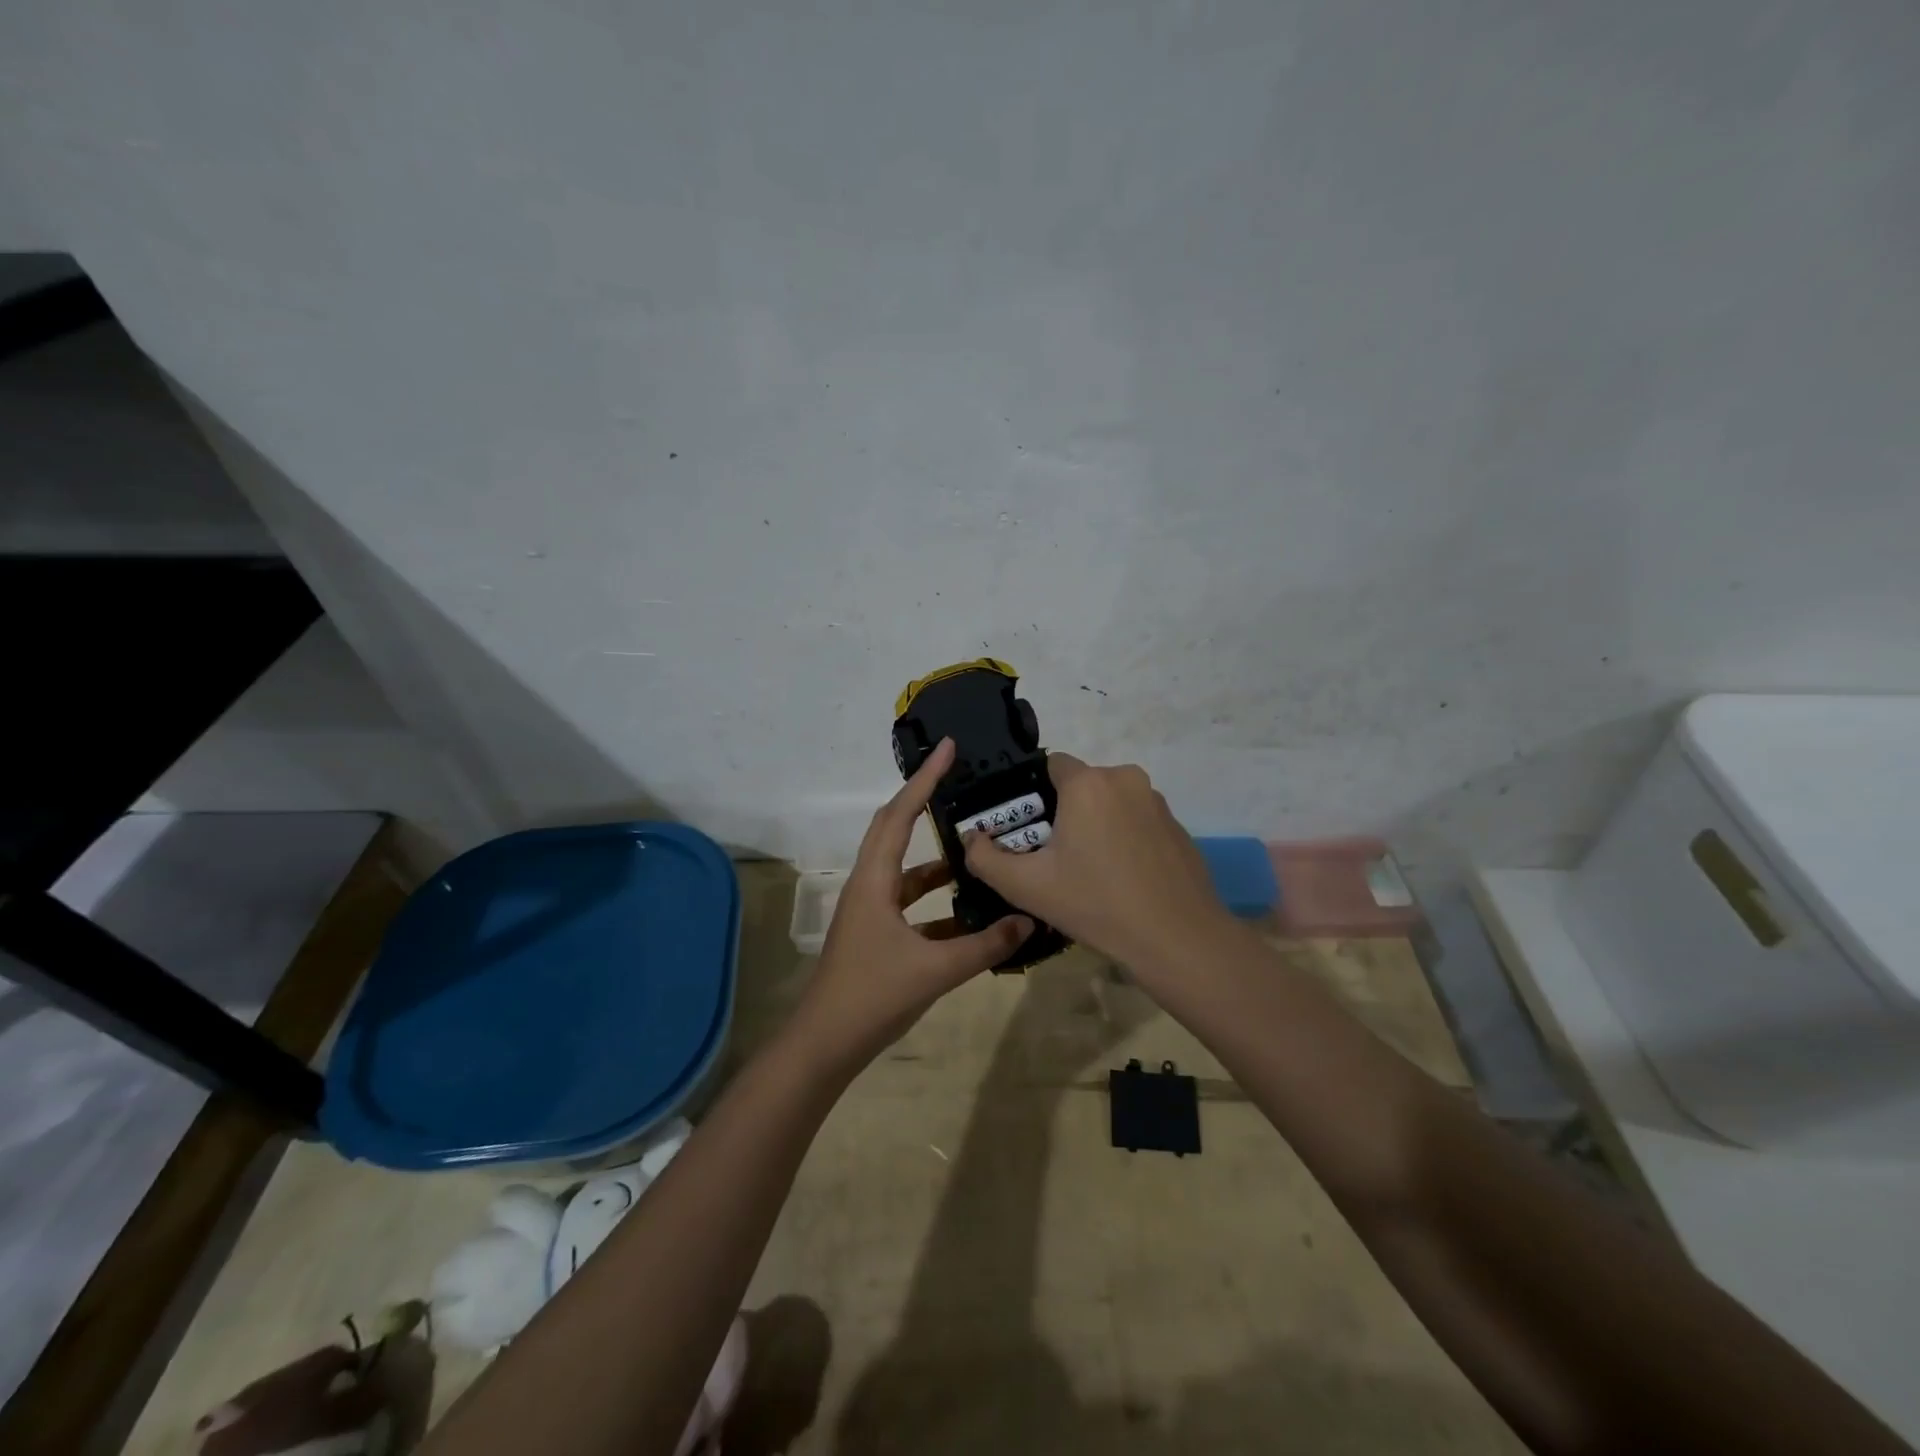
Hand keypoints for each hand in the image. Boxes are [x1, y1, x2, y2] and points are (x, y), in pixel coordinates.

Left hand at [792, 737, 1032, 1068]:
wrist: (826, 1044)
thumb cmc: (872, 996)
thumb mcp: (935, 970)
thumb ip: (985, 946)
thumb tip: (1027, 921)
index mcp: (874, 880)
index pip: (900, 815)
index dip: (924, 779)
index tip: (948, 749)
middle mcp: (869, 885)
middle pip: (894, 828)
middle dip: (923, 799)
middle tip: (957, 778)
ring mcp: (870, 910)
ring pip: (905, 868)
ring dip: (936, 857)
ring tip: (974, 848)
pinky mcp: (877, 933)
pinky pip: (910, 903)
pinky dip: (936, 899)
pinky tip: (968, 911)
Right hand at [963, 754, 1235, 978]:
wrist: (1177, 938)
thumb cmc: (1096, 904)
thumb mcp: (1027, 887)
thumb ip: (985, 859)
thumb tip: (971, 839)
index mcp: (1088, 783)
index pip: (1050, 764)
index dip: (1033, 793)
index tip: (1028, 829)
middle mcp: (1125, 778)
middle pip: (1081, 784)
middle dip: (1064, 811)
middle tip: (1054, 856)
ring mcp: (1157, 802)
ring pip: (1111, 802)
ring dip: (1096, 824)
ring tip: (1089, 871)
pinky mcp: (1178, 826)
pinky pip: (1138, 820)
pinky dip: (1125, 838)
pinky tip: (1123, 878)